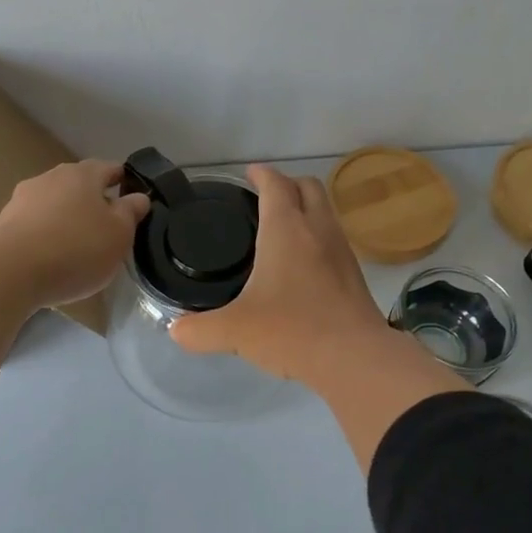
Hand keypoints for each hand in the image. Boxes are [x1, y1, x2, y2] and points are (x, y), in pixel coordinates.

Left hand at [0, 159, 149, 308]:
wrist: (10, 271)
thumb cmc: (76, 248)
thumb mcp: (119, 234)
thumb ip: (131, 212)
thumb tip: (139, 196)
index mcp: (83, 174)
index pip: (111, 168)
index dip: (125, 181)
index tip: (134, 199)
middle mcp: (51, 177)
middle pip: (80, 185)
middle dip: (95, 202)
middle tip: (109, 228)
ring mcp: (23, 199)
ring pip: (56, 204)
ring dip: (69, 219)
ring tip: (80, 247)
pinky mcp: (5, 223)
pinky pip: (36, 225)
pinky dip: (48, 235)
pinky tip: (53, 258)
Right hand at [170, 165, 389, 384]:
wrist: (355, 357)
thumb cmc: (292, 330)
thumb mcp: (235, 331)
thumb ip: (199, 329)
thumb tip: (176, 330)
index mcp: (286, 228)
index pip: (275, 183)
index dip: (261, 174)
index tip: (248, 175)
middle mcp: (318, 229)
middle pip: (308, 187)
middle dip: (287, 184)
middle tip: (264, 199)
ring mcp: (342, 250)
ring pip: (325, 212)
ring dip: (305, 210)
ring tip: (281, 231)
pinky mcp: (354, 274)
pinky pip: (334, 240)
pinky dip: (317, 238)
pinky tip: (302, 266)